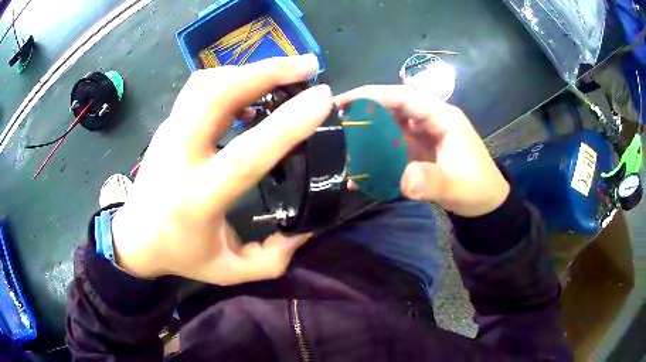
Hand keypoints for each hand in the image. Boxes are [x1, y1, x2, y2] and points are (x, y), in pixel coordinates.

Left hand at [111, 55, 332, 282]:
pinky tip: (250, 85)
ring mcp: (169, 134)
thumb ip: (272, 258)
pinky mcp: (168, 125)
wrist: (135, 237)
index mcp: (199, 199)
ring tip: (284, 70)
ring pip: (207, 83)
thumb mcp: (229, 271)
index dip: (288, 123)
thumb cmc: (182, 256)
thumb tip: (307, 227)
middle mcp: (180, 157)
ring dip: (250, 69)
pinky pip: (199, 88)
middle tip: (309, 65)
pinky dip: (230, 77)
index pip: (246, 154)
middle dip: (267, 71)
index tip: (322, 97)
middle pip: (218, 95)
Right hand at [335, 85, 508, 216]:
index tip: (342, 100)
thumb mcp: (457, 185)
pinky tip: (360, 174)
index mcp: (441, 117)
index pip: (403, 97)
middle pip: (392, 110)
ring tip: (342, 148)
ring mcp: (424, 137)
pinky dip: (377, 158)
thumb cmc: (477, 188)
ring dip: (368, 137)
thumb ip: (431, 181)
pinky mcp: (419, 153)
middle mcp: (430, 122)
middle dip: (364, 114)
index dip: (372, 95)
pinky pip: (394, 149)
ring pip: (390, 129)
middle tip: (334, 124)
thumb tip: (403, 180)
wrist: (486, 205)